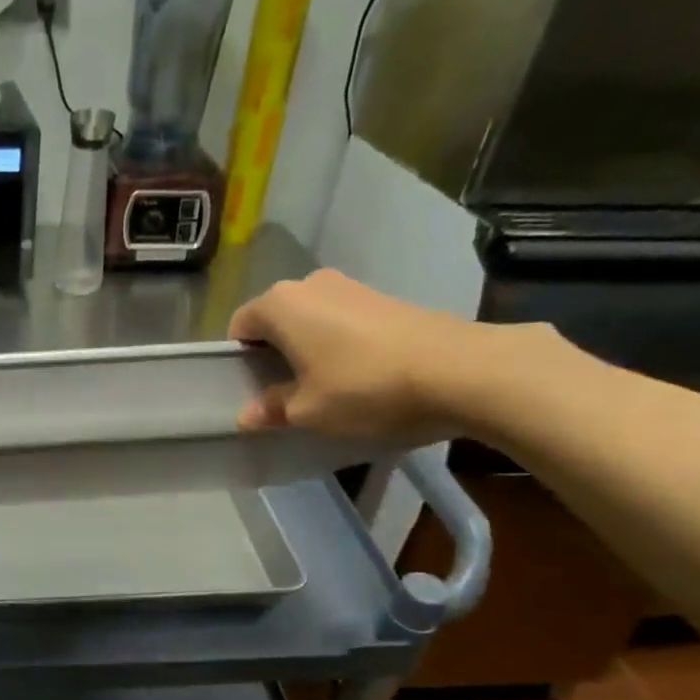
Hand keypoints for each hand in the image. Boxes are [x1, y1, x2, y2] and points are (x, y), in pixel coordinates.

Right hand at [227, 269, 479, 442]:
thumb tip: (246, 415)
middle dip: (275, 352)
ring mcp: (351, 286)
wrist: (459, 370)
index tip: (256, 390)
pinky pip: (342, 320)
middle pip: (276, 319)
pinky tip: (360, 374)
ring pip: (311, 319)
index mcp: (280, 304)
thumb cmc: (365, 388)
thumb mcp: (309, 411)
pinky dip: (340, 343)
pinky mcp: (384, 296)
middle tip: (287, 392)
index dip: (241, 361)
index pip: (240, 326)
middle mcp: (310, 284)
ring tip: (326, 385)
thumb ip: (272, 409)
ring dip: (309, 348)